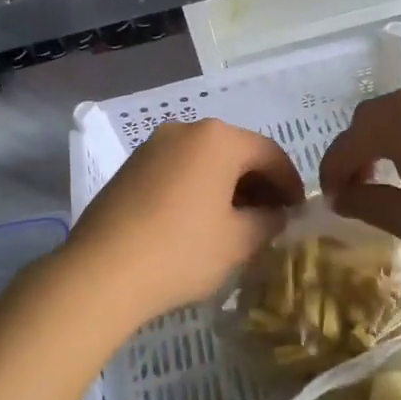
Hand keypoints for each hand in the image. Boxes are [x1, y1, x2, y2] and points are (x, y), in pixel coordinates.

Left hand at [67, 118, 303, 324]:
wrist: (101, 270)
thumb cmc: (181, 250)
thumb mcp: (238, 241)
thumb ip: (268, 221)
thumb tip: (275, 214)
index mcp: (218, 138)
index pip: (269, 153)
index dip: (290, 182)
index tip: (299, 212)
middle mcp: (185, 129)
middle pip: (235, 151)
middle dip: (258, 183)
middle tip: (272, 219)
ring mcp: (154, 145)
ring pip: (205, 159)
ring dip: (227, 185)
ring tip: (237, 223)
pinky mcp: (132, 165)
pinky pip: (178, 168)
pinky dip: (198, 187)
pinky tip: (199, 220)